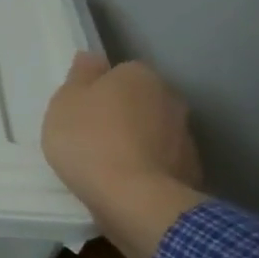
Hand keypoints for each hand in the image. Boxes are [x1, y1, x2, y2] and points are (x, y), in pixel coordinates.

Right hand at [41, 53, 206, 257]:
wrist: (134, 200)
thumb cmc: (89, 140)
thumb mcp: (66, 102)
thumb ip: (80, 76)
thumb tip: (93, 58)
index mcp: (140, 76)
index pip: (120, 73)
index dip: (99, 90)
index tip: (82, 111)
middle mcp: (170, 98)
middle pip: (141, 101)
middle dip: (123, 114)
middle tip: (92, 136)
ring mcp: (186, 137)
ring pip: (154, 131)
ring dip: (138, 141)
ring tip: (109, 165)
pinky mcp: (192, 172)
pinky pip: (163, 162)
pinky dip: (149, 167)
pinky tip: (127, 183)